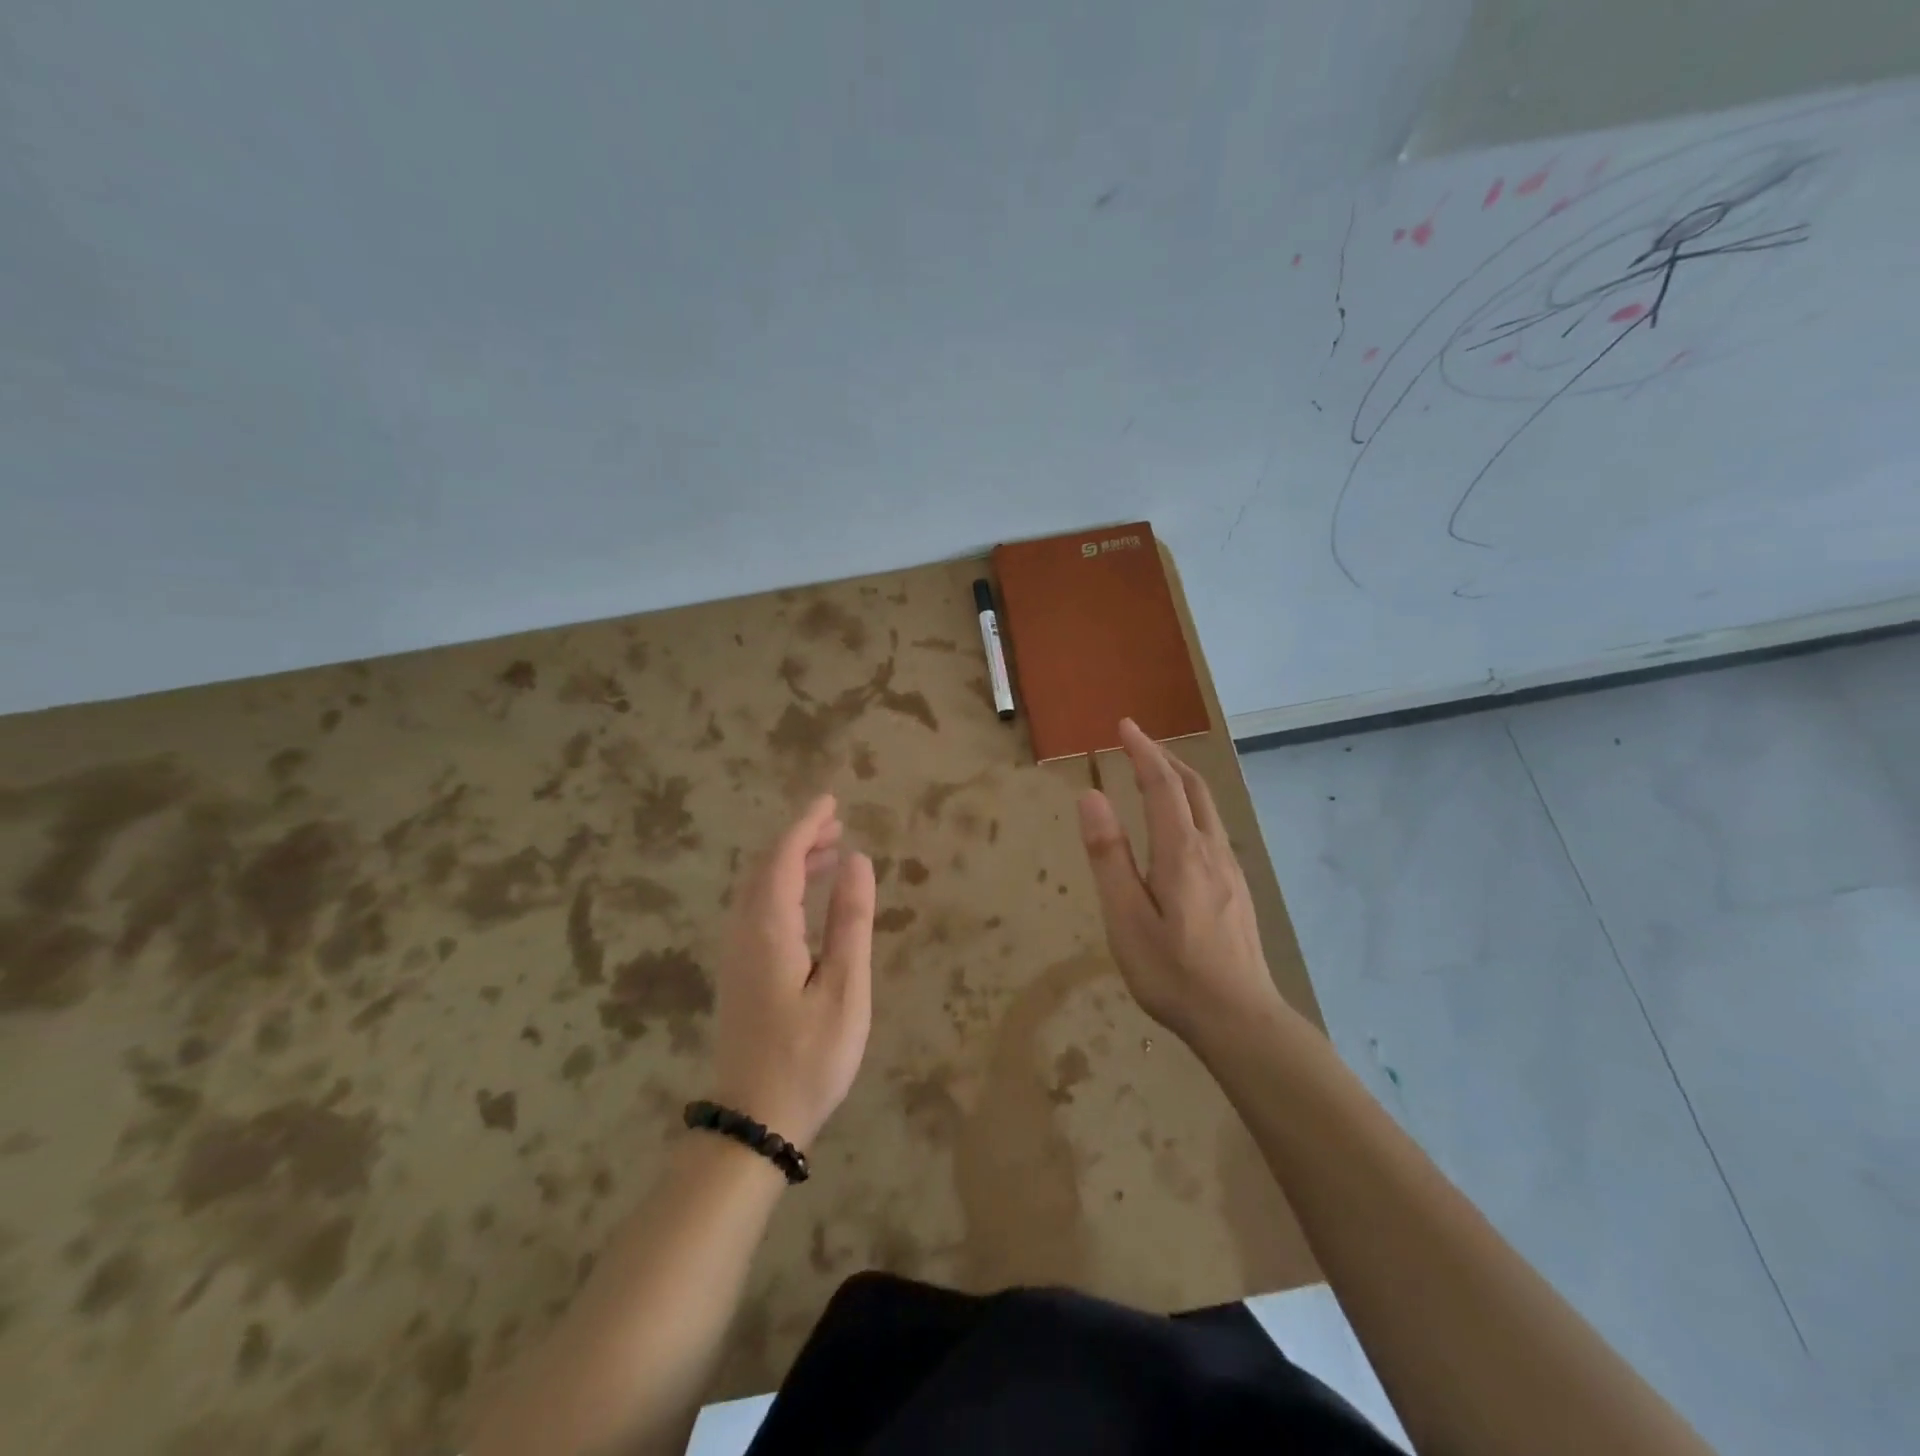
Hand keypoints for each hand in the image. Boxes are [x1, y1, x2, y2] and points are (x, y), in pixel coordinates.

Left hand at [711, 795, 874, 1149]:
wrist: (755, 1122)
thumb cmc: (809, 1057)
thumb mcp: (844, 989)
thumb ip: (850, 921)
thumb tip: (858, 860)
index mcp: (768, 930)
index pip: (783, 858)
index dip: (806, 824)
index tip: (831, 800)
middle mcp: (743, 931)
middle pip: (765, 867)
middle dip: (798, 838)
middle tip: (837, 822)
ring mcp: (736, 952)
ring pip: (757, 887)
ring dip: (790, 861)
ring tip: (830, 851)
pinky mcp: (738, 971)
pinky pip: (756, 908)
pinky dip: (782, 887)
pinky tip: (806, 899)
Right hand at [1077, 719, 1287, 1042]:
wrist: (1240, 1019)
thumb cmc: (1172, 972)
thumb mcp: (1126, 917)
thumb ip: (1109, 855)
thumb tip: (1091, 796)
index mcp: (1181, 851)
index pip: (1162, 784)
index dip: (1143, 750)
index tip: (1125, 725)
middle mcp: (1211, 849)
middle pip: (1193, 787)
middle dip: (1165, 757)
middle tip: (1138, 741)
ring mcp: (1230, 869)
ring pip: (1207, 807)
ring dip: (1181, 780)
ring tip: (1156, 773)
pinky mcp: (1237, 888)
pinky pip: (1213, 828)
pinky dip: (1192, 805)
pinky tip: (1180, 826)